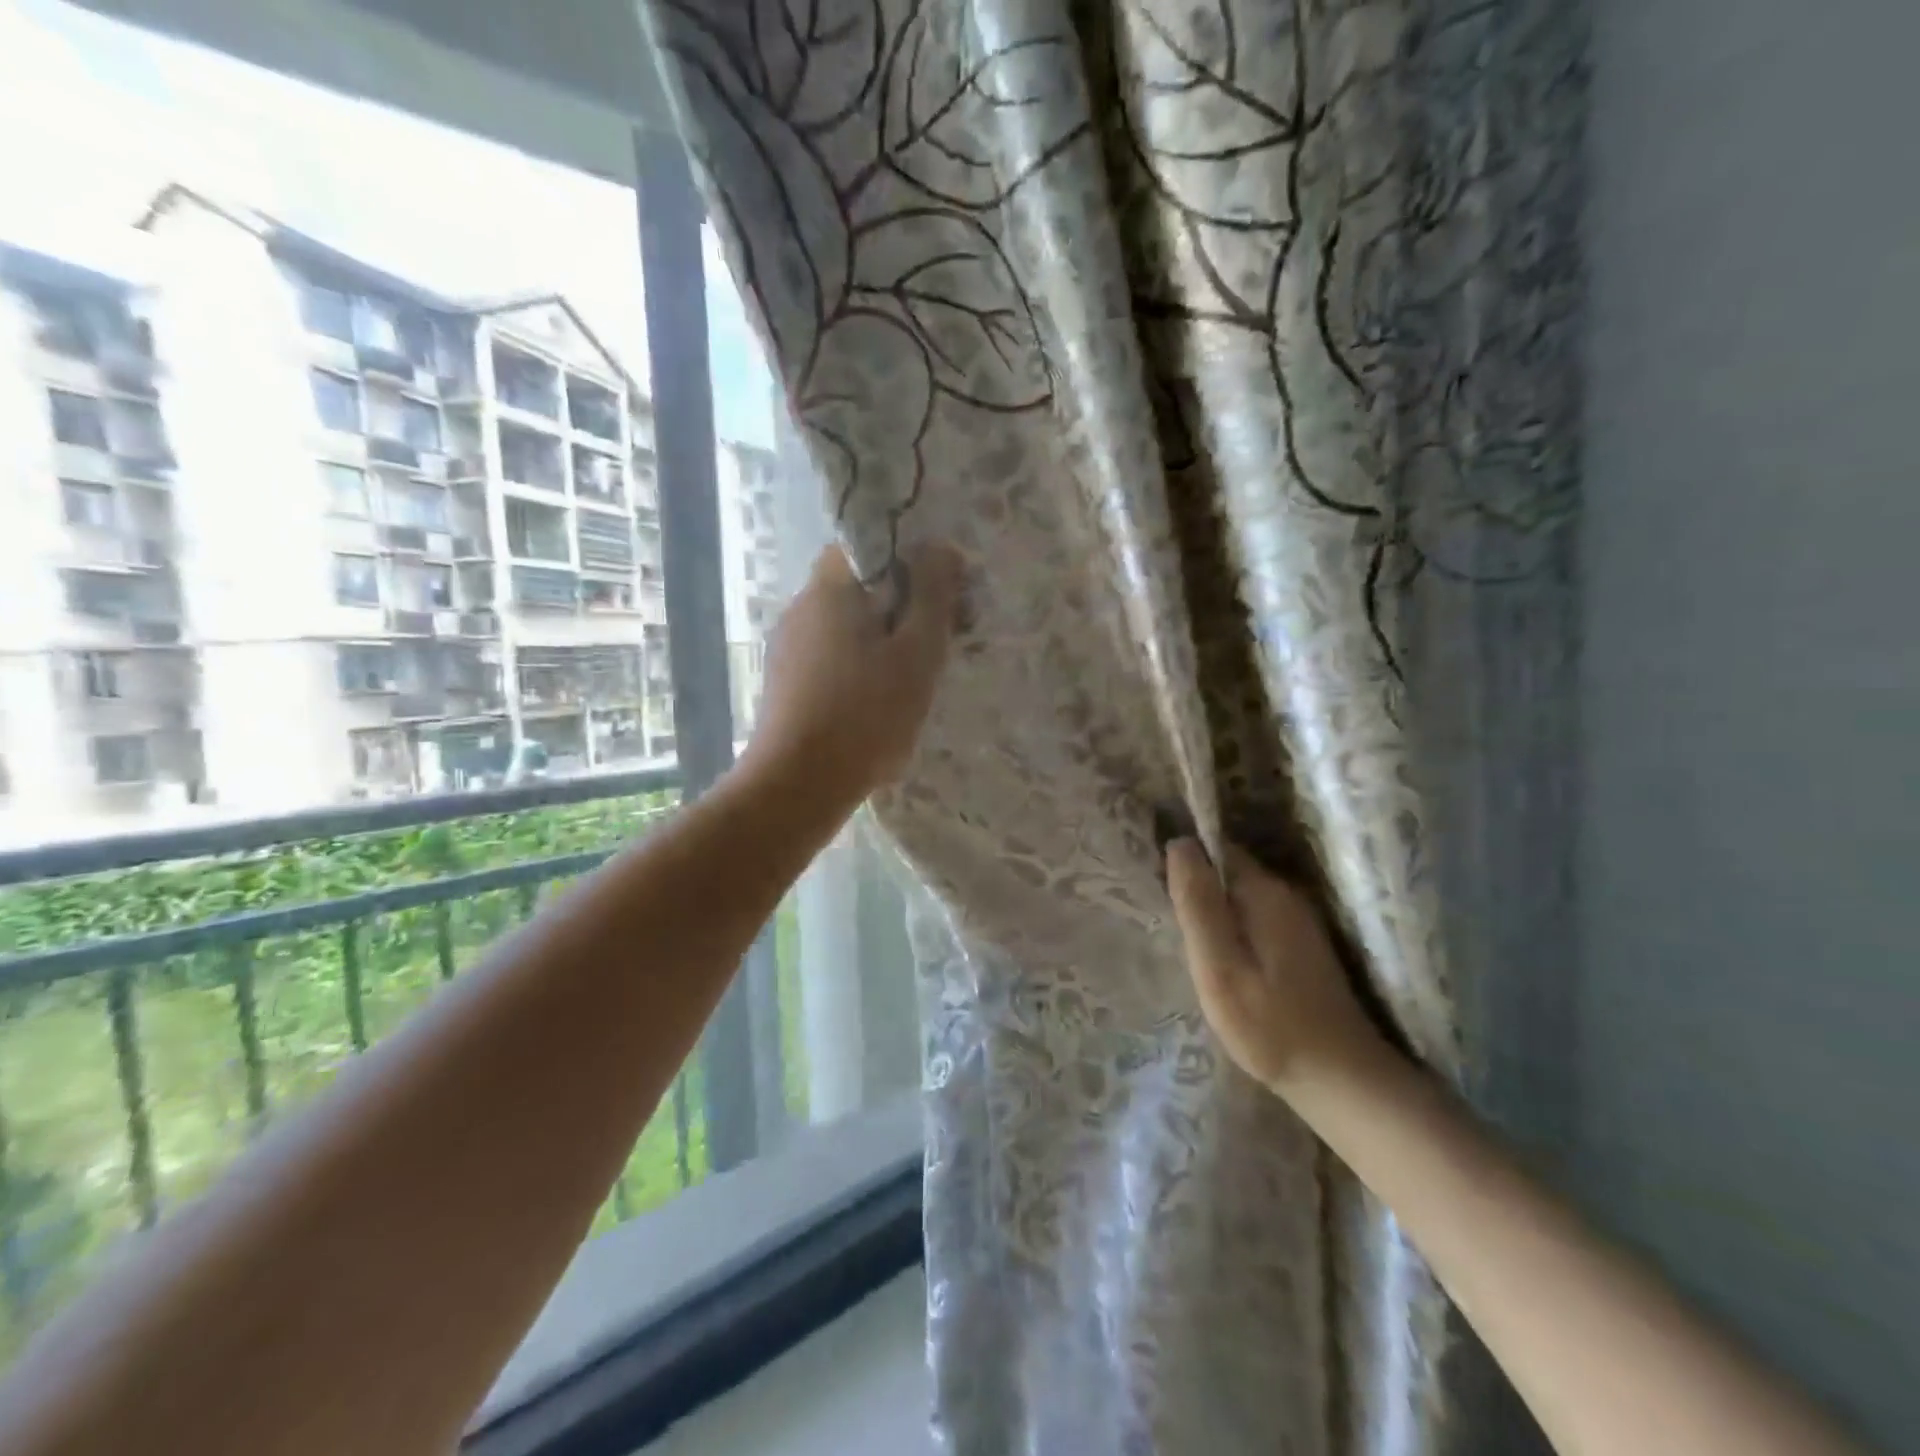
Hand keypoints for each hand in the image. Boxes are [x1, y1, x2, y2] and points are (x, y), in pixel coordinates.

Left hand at [742, 540, 962, 808]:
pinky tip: (877, 704)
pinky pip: (831, 658)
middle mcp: (801, 609)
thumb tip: (940, 547)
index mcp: (829, 589)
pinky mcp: (785, 684)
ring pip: (846, 626)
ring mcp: (788, 648)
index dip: (907, 560)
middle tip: (935, 642)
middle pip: (858, 588)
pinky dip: (858, 668)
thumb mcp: (917, 652)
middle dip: (900, 607)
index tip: (938, 594)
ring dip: (881, 642)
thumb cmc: (866, 714)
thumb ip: (932, 595)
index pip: (866, 545)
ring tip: (912, 680)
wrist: (798, 785)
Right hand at [1166, 839, 1389, 1098]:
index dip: (1183, 859)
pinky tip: (1218, 957)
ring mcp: (1297, 921)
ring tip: (1184, 938)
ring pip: (1238, 896)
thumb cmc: (1269, 1025)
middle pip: (1226, 871)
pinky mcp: (1300, 945)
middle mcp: (1285, 895)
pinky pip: (1252, 917)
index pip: (1215, 849)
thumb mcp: (1219, 966)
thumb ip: (1198, 904)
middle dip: (1195, 885)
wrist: (1340, 1080)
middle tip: (1164, 917)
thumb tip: (1179, 841)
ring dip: (1212, 909)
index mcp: (1265, 892)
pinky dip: (1230, 927)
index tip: (1155, 883)